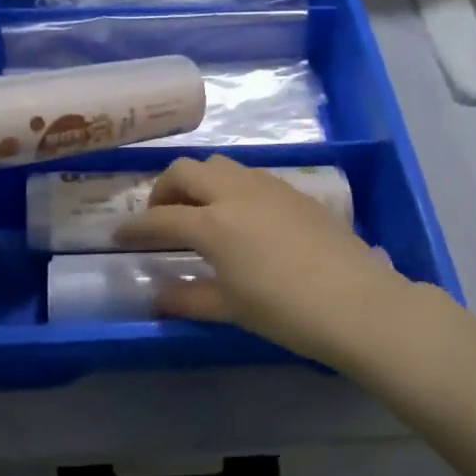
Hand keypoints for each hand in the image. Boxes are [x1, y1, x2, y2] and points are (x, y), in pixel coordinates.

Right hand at [115, 155, 421, 365]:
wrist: (357, 302)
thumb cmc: (286, 311)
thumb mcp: (231, 309)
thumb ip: (189, 298)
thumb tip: (157, 296)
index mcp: (213, 223)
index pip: (160, 218)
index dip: (135, 227)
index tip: (119, 235)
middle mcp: (234, 193)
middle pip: (185, 171)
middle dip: (164, 189)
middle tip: (161, 215)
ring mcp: (267, 186)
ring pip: (219, 164)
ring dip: (199, 181)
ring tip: (200, 210)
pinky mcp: (293, 190)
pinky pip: (249, 174)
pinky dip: (230, 185)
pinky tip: (241, 214)